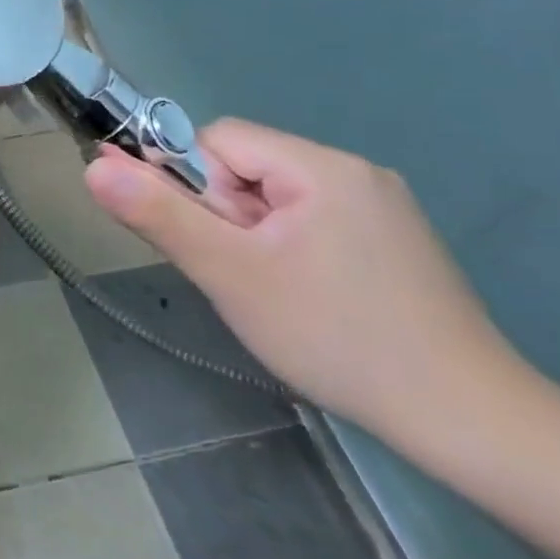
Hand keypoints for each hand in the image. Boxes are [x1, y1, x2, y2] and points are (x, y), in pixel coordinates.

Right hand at [84, 119, 522, 440]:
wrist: (466, 419)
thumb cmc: (334, 336)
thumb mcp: (229, 273)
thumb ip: (158, 213)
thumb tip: (93, 165)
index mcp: (321, 166)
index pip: (219, 139)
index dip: (192, 183)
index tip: (206, 242)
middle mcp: (356, 172)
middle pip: (247, 167)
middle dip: (222, 214)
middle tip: (237, 274)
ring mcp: (381, 208)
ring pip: (275, 198)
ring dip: (250, 235)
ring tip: (268, 292)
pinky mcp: (393, 242)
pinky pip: (309, 221)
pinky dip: (284, 250)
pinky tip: (301, 297)